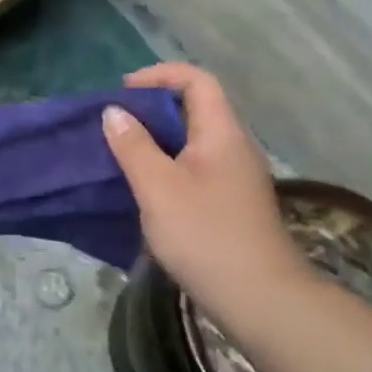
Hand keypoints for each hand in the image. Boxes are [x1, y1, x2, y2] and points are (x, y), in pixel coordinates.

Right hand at [102, 64, 307, 317]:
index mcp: (221, 133)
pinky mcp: (231, 202)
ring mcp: (236, 176)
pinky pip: (196, 166)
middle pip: (196, 107)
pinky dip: (167, 164)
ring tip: (122, 152)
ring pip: (194, 140)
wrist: (258, 296)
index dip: (159, 75)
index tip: (123, 92)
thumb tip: (114, 112)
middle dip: (153, 108)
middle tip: (115, 123)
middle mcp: (234, 146)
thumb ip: (133, 145)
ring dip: (158, 138)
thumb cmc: (204, 233)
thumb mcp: (157, 186)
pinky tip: (145, 187)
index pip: (196, 81)